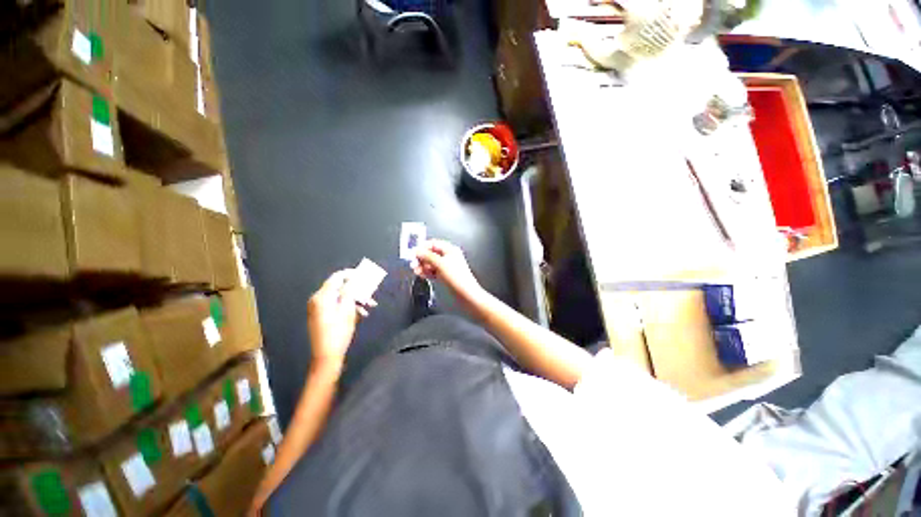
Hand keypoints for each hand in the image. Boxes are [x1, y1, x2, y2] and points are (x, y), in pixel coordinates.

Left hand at [307, 270, 375, 367]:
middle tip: (371, 293)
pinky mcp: (322, 315)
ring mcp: (319, 308)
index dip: (353, 274)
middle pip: (340, 287)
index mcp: (322, 296)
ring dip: (356, 299)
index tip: (366, 276)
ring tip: (370, 305)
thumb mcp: (348, 309)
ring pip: (341, 296)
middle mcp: (318, 299)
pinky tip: (361, 313)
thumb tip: (356, 278)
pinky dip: (349, 306)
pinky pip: (337, 304)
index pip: (338, 277)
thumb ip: (351, 290)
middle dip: (358, 289)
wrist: (326, 356)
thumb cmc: (338, 332)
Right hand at [414, 240, 484, 304]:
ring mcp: (447, 266)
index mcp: (450, 250)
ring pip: (432, 263)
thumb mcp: (440, 264)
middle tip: (413, 264)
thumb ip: (427, 256)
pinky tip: (422, 275)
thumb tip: (417, 251)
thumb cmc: (455, 277)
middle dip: (422, 258)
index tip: (413, 254)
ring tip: (417, 271)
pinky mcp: (446, 275)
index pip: (433, 244)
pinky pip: (434, 271)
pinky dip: (428, 272)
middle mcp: (449, 256)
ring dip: (423, 266)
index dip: (423, 247)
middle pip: (431, 253)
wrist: (466, 294)